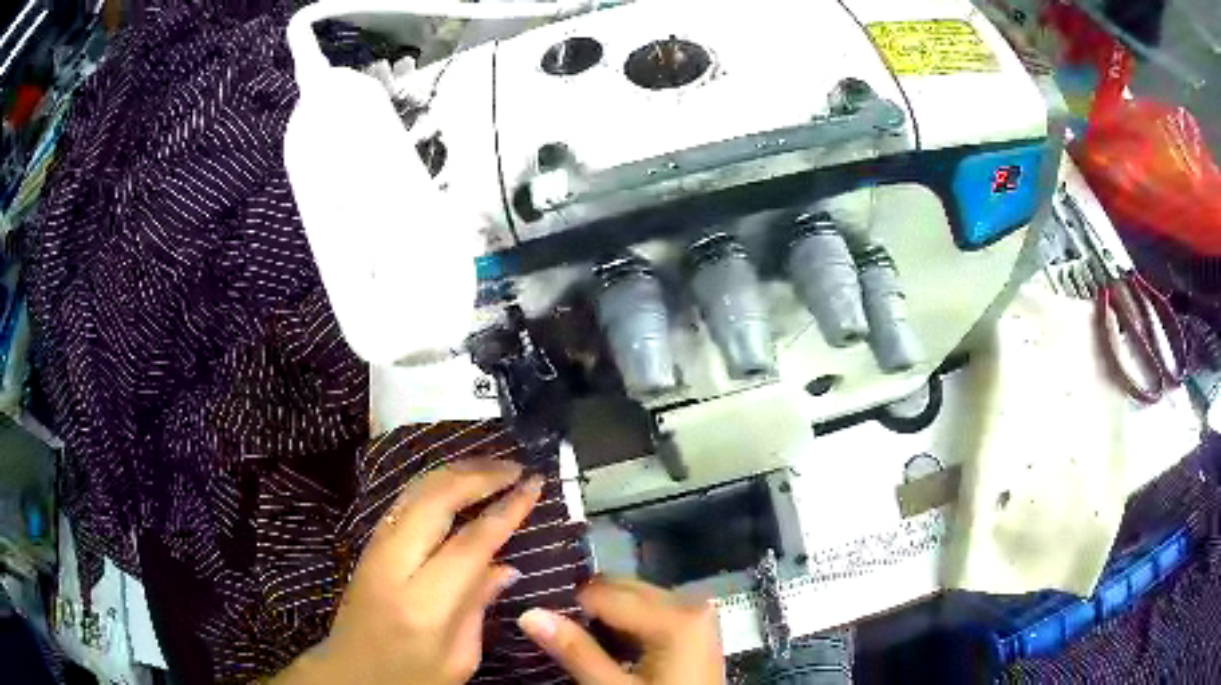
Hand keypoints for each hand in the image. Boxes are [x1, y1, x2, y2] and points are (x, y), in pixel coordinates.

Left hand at [273, 459, 541, 684]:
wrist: (351, 674)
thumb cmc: (411, 677)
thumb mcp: (459, 658)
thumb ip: (479, 606)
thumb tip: (507, 565)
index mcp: (424, 603)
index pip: (470, 542)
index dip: (506, 510)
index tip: (534, 485)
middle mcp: (394, 565)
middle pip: (436, 499)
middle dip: (479, 475)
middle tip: (516, 467)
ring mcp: (375, 549)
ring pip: (415, 491)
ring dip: (456, 471)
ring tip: (492, 467)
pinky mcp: (369, 545)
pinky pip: (405, 501)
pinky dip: (435, 483)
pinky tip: (456, 482)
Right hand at [517, 577, 724, 684]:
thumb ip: (575, 651)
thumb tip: (529, 614)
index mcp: (674, 615)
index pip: (602, 592)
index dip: (565, 605)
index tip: (539, 620)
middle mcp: (689, 602)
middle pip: (621, 589)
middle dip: (586, 608)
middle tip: (554, 630)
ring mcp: (696, 613)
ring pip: (634, 599)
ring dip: (604, 617)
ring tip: (578, 641)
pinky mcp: (695, 627)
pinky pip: (652, 611)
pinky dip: (627, 625)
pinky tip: (610, 648)